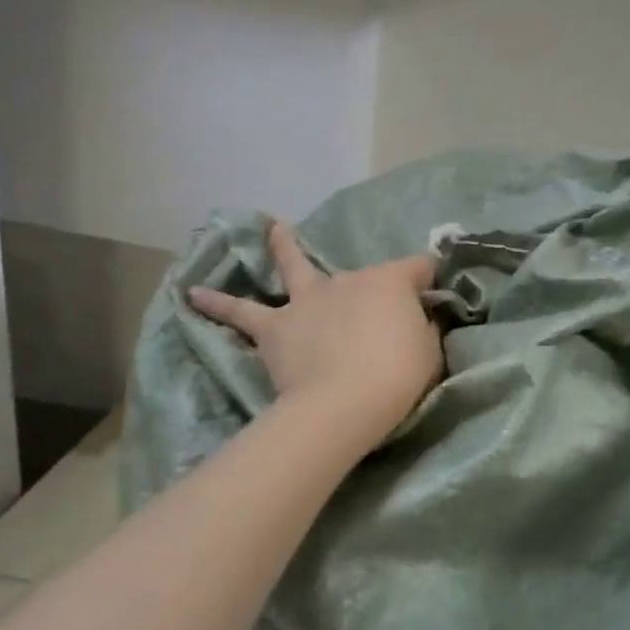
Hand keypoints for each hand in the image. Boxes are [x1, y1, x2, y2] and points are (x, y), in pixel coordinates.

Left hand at [189, 221, 441, 441]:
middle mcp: (349, 280)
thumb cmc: (398, 374)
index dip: (430, 278)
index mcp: (390, 281)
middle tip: (380, 308)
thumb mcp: (430, 349)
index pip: (419, 267)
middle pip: (364, 274)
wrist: (345, 402)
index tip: (436, 292)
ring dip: (283, 247)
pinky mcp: (277, 328)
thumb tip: (418, 320)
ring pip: (294, 268)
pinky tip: (193, 294)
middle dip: (374, 286)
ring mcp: (309, 301)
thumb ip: (422, 328)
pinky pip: (242, 313)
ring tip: (270, 228)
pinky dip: (218, 303)